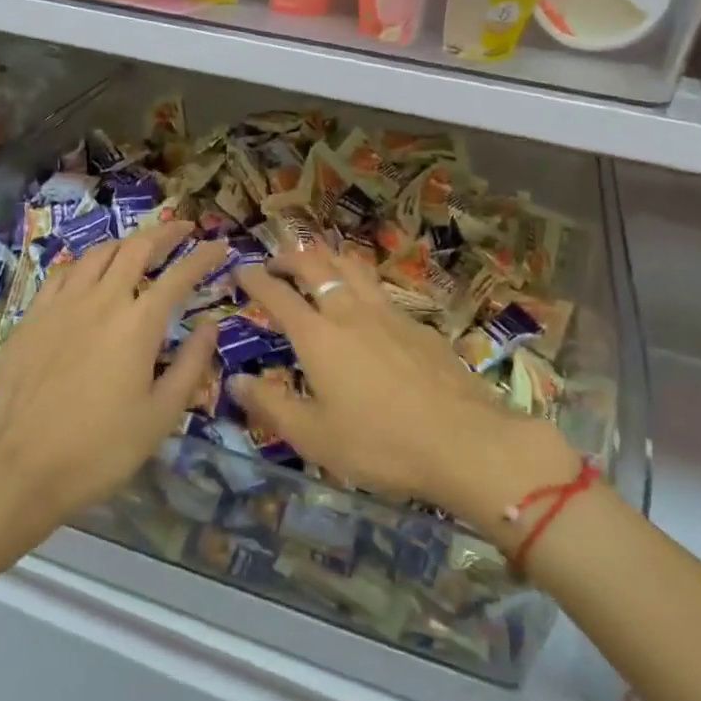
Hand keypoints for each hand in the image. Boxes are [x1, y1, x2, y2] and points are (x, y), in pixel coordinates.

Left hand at [0, 222, 227, 523]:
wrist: (18, 466)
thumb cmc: (99, 448)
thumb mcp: (161, 416)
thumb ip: (191, 365)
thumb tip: (210, 326)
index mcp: (139, 324)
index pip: (180, 275)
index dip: (204, 257)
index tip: (221, 246)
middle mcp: (102, 300)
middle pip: (137, 248)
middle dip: (165, 232)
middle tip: (183, 229)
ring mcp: (62, 304)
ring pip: (98, 253)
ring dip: (125, 242)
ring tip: (139, 245)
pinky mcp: (32, 316)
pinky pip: (63, 273)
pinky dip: (85, 264)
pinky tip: (88, 273)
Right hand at [233, 249, 579, 530]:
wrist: (464, 441)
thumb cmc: (379, 443)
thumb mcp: (314, 436)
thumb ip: (271, 405)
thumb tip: (237, 381)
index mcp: (318, 336)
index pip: (278, 295)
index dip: (256, 279)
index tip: (241, 270)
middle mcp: (350, 312)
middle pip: (317, 265)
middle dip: (290, 257)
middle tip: (276, 262)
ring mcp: (389, 313)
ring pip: (353, 267)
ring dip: (328, 258)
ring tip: (319, 264)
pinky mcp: (419, 325)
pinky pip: (380, 289)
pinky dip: (361, 282)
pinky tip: (366, 303)